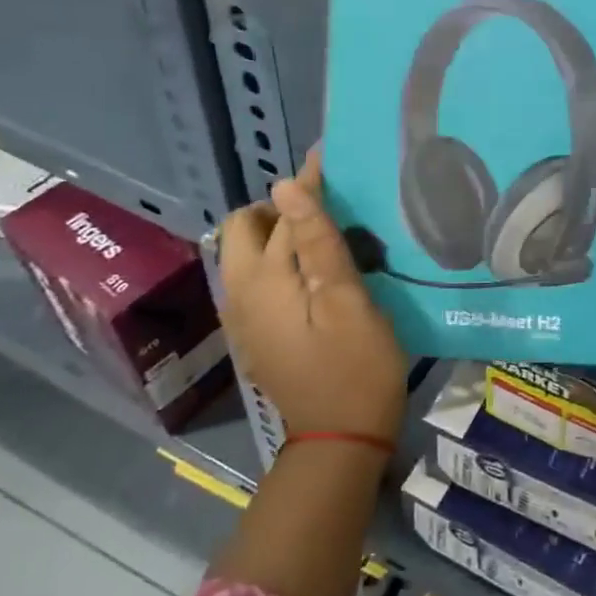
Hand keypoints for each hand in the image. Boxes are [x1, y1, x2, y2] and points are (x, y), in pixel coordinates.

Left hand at [217, 147, 407, 443]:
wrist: (340, 439)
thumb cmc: (356, 366)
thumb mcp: (346, 300)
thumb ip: (317, 241)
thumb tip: (287, 186)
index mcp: (262, 280)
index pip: (282, 211)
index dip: (308, 181)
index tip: (332, 156)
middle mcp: (239, 293)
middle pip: (245, 228)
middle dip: (281, 207)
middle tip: (329, 207)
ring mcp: (243, 316)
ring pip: (248, 253)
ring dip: (280, 232)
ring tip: (327, 233)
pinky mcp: (256, 332)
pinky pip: (257, 278)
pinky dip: (280, 260)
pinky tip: (315, 270)